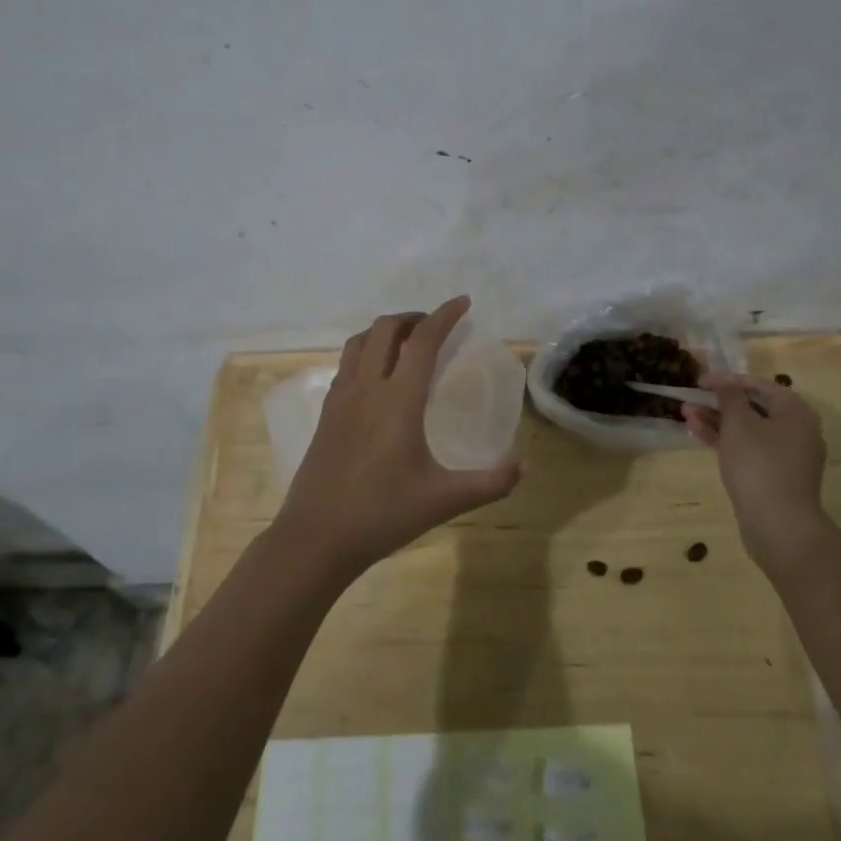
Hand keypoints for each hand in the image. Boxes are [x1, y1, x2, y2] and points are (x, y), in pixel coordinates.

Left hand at [273, 297, 523, 576]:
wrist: (315, 538)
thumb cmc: (382, 515)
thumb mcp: (444, 500)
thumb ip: (490, 482)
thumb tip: (525, 465)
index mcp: (398, 400)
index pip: (423, 342)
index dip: (444, 316)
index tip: (463, 302)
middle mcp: (366, 388)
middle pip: (385, 329)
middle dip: (413, 317)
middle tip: (436, 326)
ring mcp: (340, 399)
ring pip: (359, 342)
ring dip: (385, 331)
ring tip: (407, 343)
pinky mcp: (326, 414)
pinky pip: (346, 365)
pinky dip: (366, 353)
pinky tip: (378, 377)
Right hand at [682, 372, 831, 574]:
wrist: (778, 525)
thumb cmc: (759, 464)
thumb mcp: (739, 423)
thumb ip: (729, 396)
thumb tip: (725, 383)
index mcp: (796, 412)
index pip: (759, 385)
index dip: (727, 380)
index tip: (700, 381)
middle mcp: (796, 431)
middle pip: (753, 408)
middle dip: (718, 403)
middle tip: (690, 400)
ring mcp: (786, 456)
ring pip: (747, 431)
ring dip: (717, 421)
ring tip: (685, 415)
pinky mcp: (774, 477)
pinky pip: (748, 450)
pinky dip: (726, 442)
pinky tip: (698, 435)